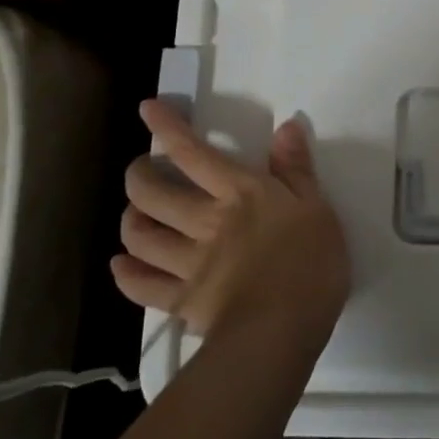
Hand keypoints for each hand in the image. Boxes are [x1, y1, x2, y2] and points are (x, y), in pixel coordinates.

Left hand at [112, 100, 349, 349]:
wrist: (283, 328)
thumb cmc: (310, 262)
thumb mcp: (316, 207)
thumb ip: (296, 168)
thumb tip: (286, 126)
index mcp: (239, 193)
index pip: (193, 152)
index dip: (167, 127)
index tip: (148, 109)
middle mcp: (204, 220)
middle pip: (152, 192)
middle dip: (138, 176)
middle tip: (142, 172)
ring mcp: (187, 262)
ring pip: (140, 235)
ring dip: (130, 220)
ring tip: (135, 215)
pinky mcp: (180, 300)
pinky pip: (140, 284)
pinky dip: (126, 273)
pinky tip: (122, 265)